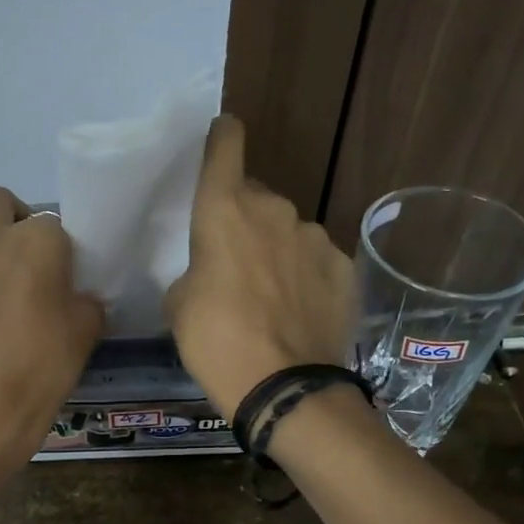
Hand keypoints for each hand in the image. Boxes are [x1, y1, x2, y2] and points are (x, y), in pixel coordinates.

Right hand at [165, 116, 355, 415]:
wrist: (284, 387)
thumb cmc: (216, 342)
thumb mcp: (179, 305)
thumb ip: (195, 269)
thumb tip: (212, 270)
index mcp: (224, 210)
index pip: (226, 145)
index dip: (222, 137)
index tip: (222, 136)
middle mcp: (274, 209)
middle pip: (255, 197)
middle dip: (243, 220)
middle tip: (234, 263)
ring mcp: (316, 237)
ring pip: (288, 231)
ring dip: (276, 250)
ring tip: (270, 298)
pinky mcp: (344, 267)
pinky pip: (317, 260)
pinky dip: (306, 276)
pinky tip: (300, 311)